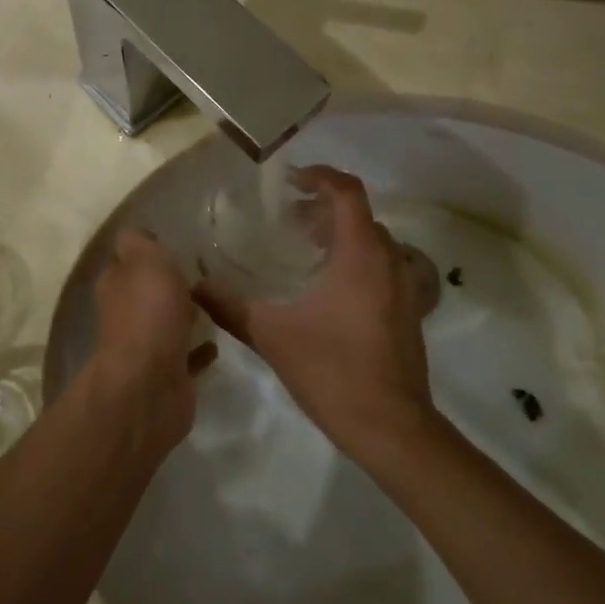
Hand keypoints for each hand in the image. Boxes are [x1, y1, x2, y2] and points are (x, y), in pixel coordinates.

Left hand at [86, 229, 214, 449]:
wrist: (151, 381)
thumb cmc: (149, 310)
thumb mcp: (144, 259)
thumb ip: (139, 243)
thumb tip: (134, 234)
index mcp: (116, 285)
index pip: (125, 262)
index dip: (144, 253)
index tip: (171, 245)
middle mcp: (124, 316)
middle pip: (144, 295)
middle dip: (165, 287)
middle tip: (199, 274)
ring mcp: (145, 349)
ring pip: (164, 325)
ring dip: (182, 317)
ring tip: (212, 304)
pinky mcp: (167, 376)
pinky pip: (185, 357)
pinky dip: (198, 351)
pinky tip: (217, 344)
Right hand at [194, 167, 435, 463]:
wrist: (391, 427)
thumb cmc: (333, 371)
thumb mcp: (272, 336)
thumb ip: (230, 307)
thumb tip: (193, 287)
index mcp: (360, 254)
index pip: (347, 192)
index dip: (320, 176)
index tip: (291, 180)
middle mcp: (390, 261)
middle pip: (360, 215)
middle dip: (324, 209)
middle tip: (288, 219)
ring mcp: (406, 287)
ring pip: (375, 242)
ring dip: (343, 235)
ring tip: (306, 249)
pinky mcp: (410, 311)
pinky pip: (385, 267)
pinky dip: (358, 261)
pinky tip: (330, 289)